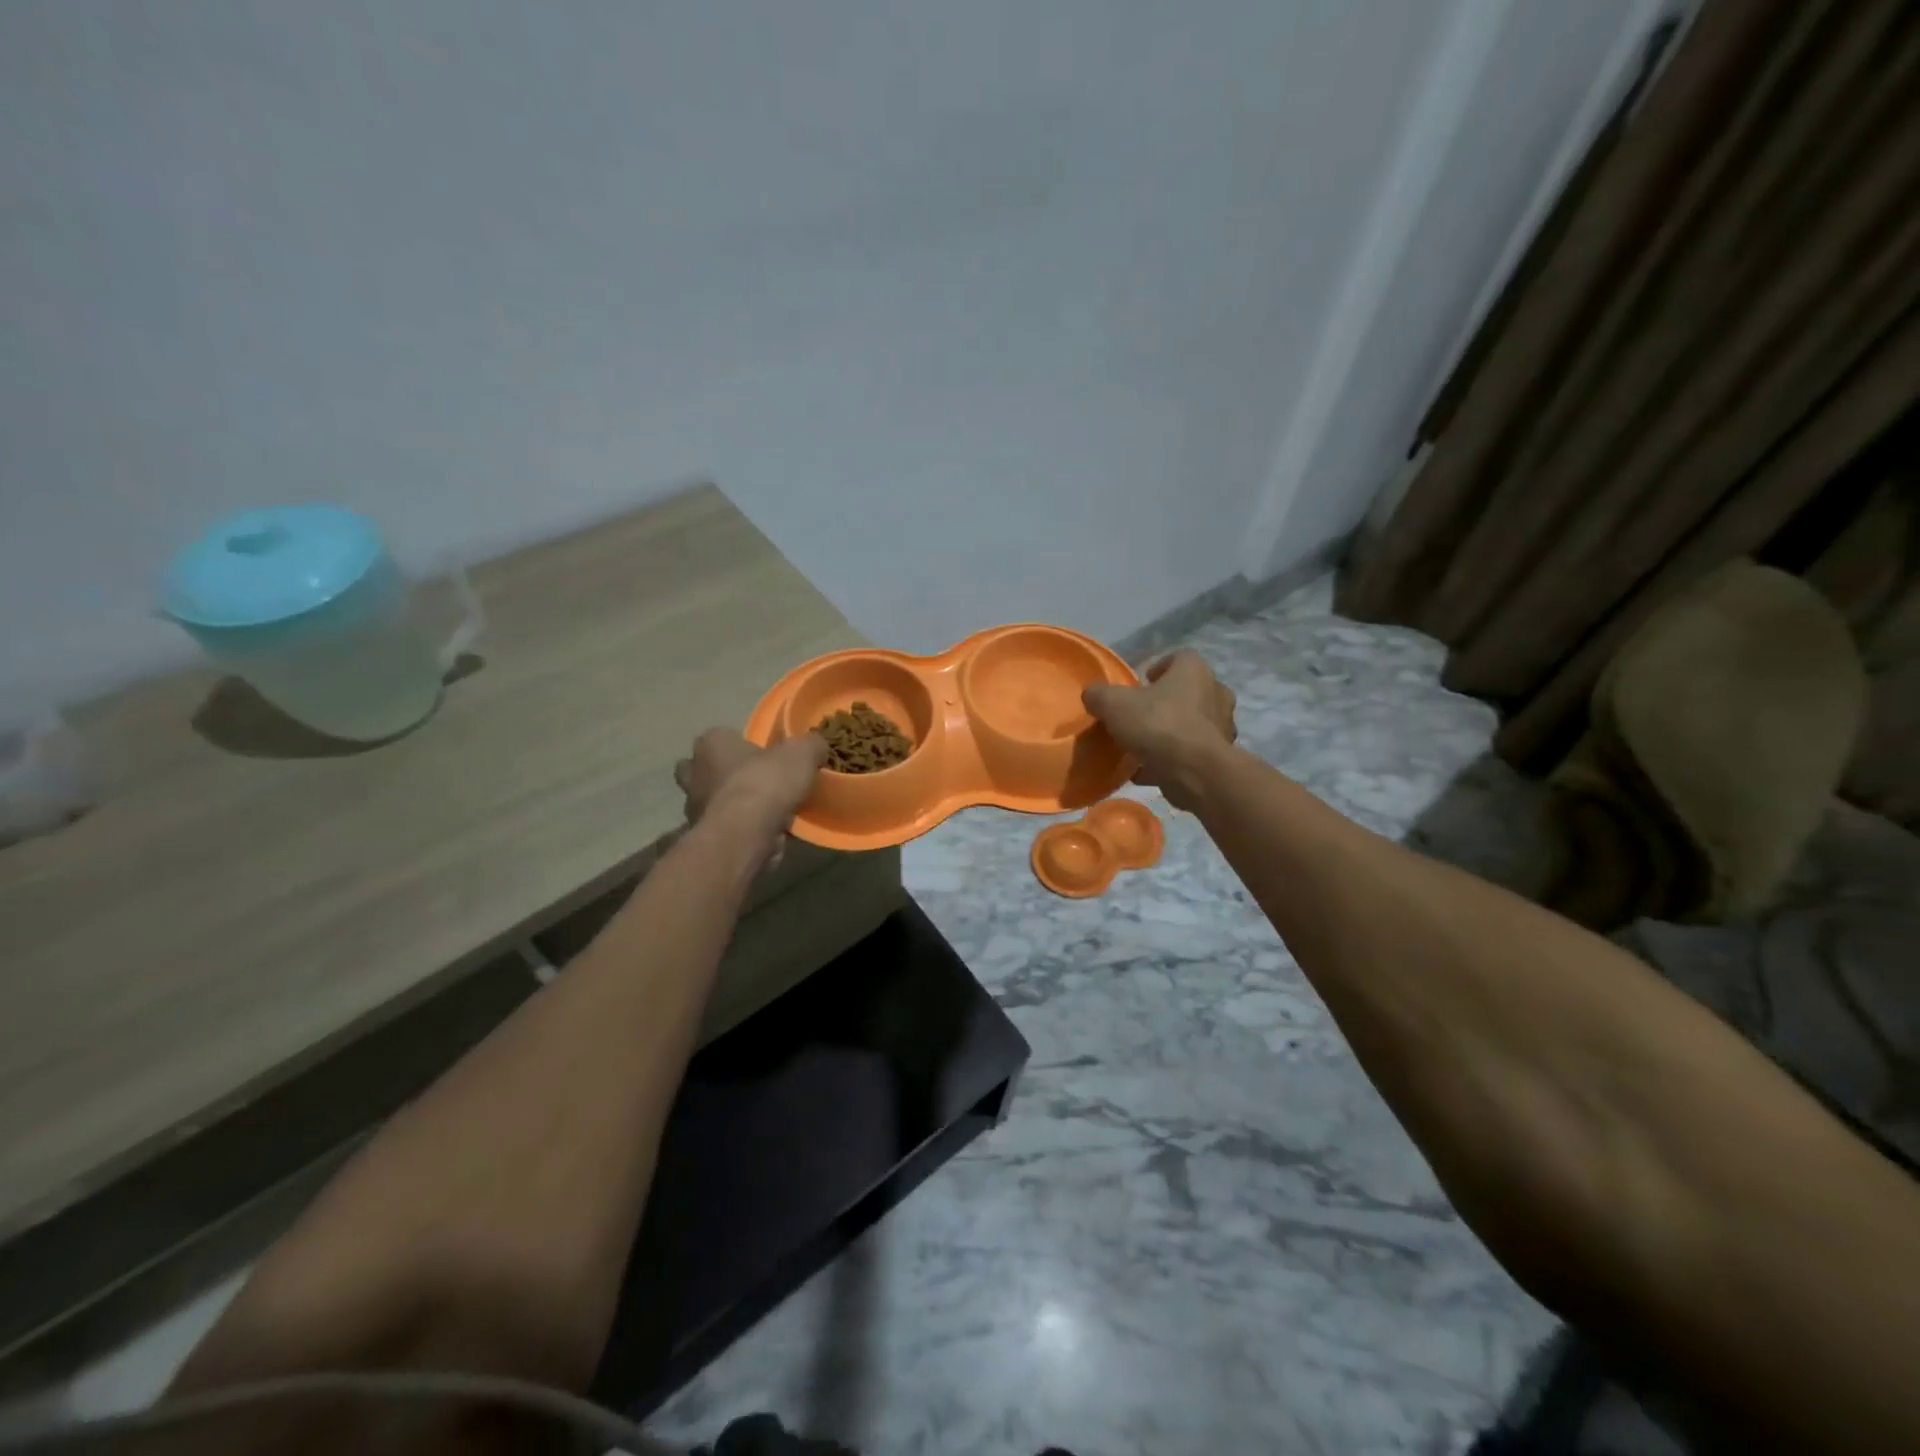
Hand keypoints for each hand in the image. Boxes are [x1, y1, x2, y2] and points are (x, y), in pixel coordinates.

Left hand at [674, 728, 827, 871]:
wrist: (744, 836)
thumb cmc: (765, 783)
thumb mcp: (801, 753)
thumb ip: (810, 745)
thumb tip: (816, 746)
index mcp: (711, 743)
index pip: (722, 736)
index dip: (743, 745)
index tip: (765, 756)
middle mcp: (694, 773)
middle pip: (709, 771)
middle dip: (728, 776)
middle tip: (759, 783)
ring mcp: (694, 808)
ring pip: (716, 802)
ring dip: (736, 807)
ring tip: (770, 813)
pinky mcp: (704, 838)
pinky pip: (727, 829)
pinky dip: (743, 831)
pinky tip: (769, 835)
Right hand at [1082, 650, 1236, 810]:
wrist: (1194, 772)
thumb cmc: (1157, 725)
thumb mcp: (1113, 704)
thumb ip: (1099, 695)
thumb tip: (1092, 695)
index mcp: (1194, 671)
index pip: (1180, 658)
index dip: (1159, 667)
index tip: (1141, 683)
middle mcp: (1215, 693)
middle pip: (1189, 691)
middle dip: (1167, 701)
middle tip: (1142, 714)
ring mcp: (1222, 727)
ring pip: (1192, 723)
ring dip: (1171, 731)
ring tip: (1143, 746)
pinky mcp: (1219, 757)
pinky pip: (1191, 753)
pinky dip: (1173, 759)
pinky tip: (1147, 771)